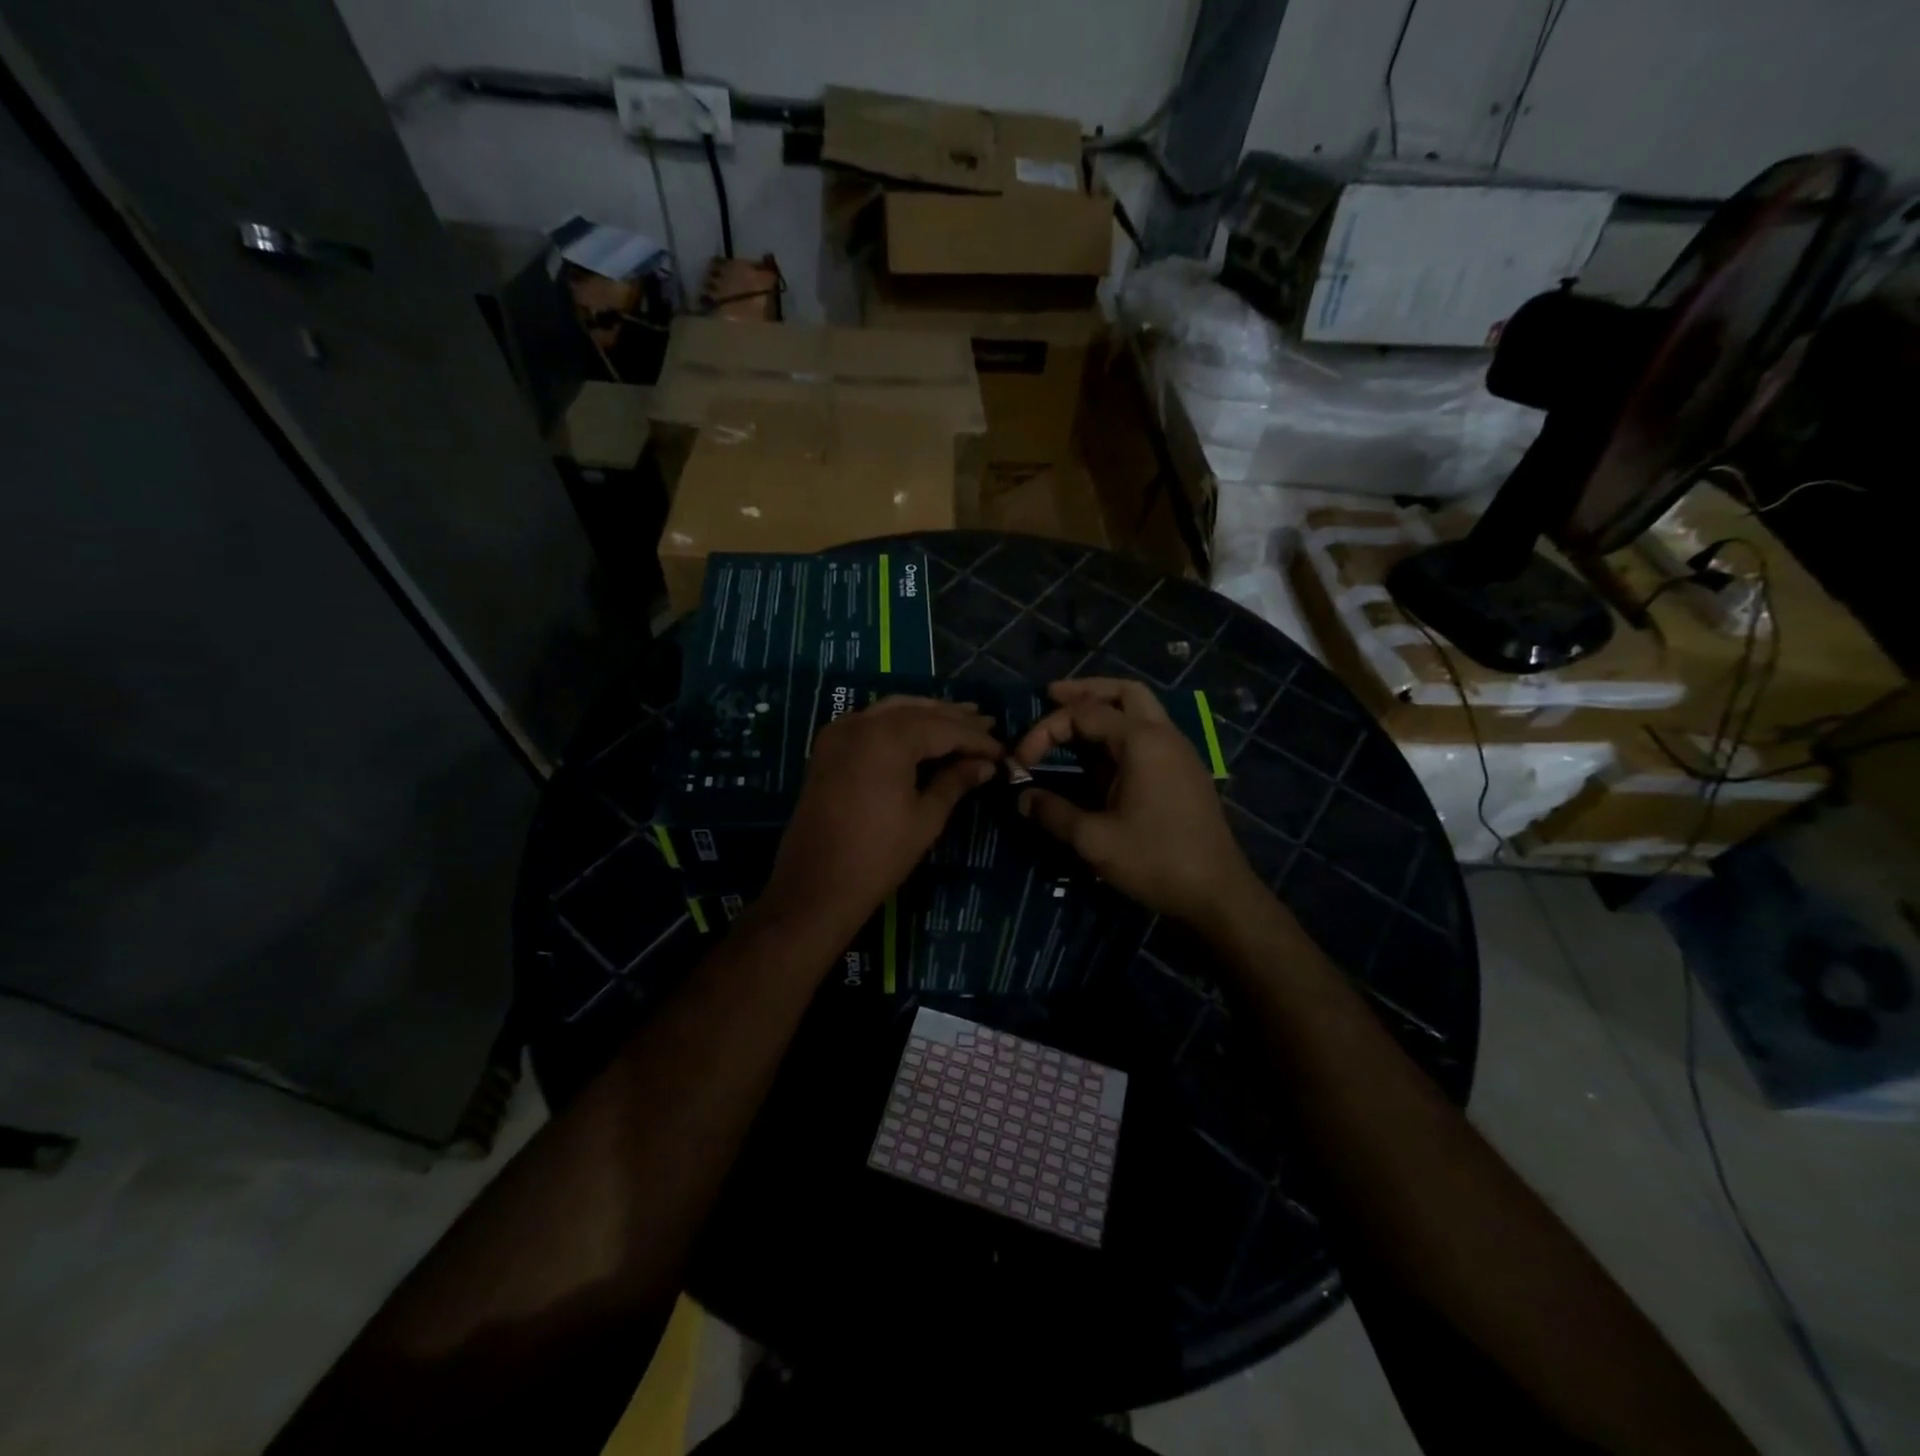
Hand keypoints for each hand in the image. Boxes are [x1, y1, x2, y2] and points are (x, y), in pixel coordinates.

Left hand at [761, 697, 1001, 936]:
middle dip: (954, 718)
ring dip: (927, 714)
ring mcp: (840, 731)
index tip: (1002, 750)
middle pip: (918, 712)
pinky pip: (870, 720)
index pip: (944, 728)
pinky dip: (897, 720)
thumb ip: (956, 782)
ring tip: (960, 719)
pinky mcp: (828, 746)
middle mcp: (862, 723)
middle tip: (988, 723)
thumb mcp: (926, 818)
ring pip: (893, 709)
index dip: (976, 739)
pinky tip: (918, 730)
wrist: (816, 885)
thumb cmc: (878, 855)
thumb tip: (986, 765)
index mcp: (889, 738)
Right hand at [1012, 678, 1260, 924]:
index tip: (1020, 762)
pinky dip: (1119, 731)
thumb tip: (1023, 798)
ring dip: (1105, 708)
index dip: (1044, 731)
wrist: (1217, 894)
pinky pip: (1148, 734)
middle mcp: (1164, 735)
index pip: (1083, 714)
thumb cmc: (1156, 860)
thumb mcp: (1094, 839)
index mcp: (1142, 741)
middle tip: (1050, 696)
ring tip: (1071, 720)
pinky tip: (1098, 756)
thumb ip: (1053, 812)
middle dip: (1084, 691)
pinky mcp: (1183, 772)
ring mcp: (1179, 752)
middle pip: (1123, 691)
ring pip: (1140, 709)